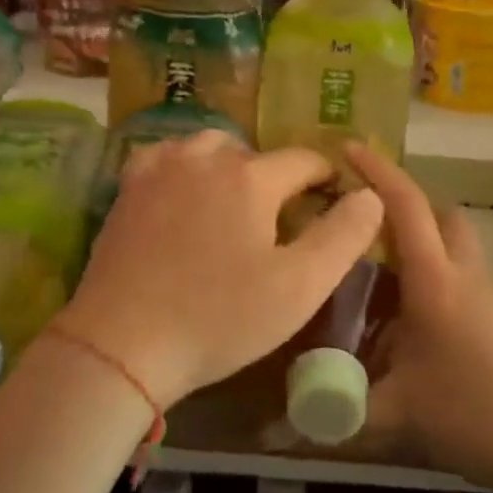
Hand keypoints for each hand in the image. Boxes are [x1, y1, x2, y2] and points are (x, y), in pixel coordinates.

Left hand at [54, 131, 383, 406]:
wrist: (121, 344)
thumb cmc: (218, 319)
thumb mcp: (299, 287)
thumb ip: (343, 236)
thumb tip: (371, 194)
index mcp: (250, 177)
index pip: (303, 160)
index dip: (324, 178)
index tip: (332, 200)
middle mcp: (204, 157)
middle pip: (255, 153)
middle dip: (275, 177)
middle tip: (279, 220)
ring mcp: (160, 169)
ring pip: (208, 147)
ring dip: (229, 167)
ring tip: (234, 206)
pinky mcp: (127, 189)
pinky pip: (166, 157)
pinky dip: (184, 167)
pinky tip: (184, 194)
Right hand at [349, 144, 492, 491]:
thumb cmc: (474, 415)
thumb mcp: (396, 414)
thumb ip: (338, 412)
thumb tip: (278, 429)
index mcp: (435, 282)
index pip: (405, 205)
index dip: (376, 170)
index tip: (348, 147)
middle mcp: (469, 277)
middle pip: (444, 217)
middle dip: (409, 208)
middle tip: (371, 231)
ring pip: (461, 253)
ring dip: (428, 253)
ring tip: (389, 295)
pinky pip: (473, 289)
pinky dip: (446, 292)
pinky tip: (428, 340)